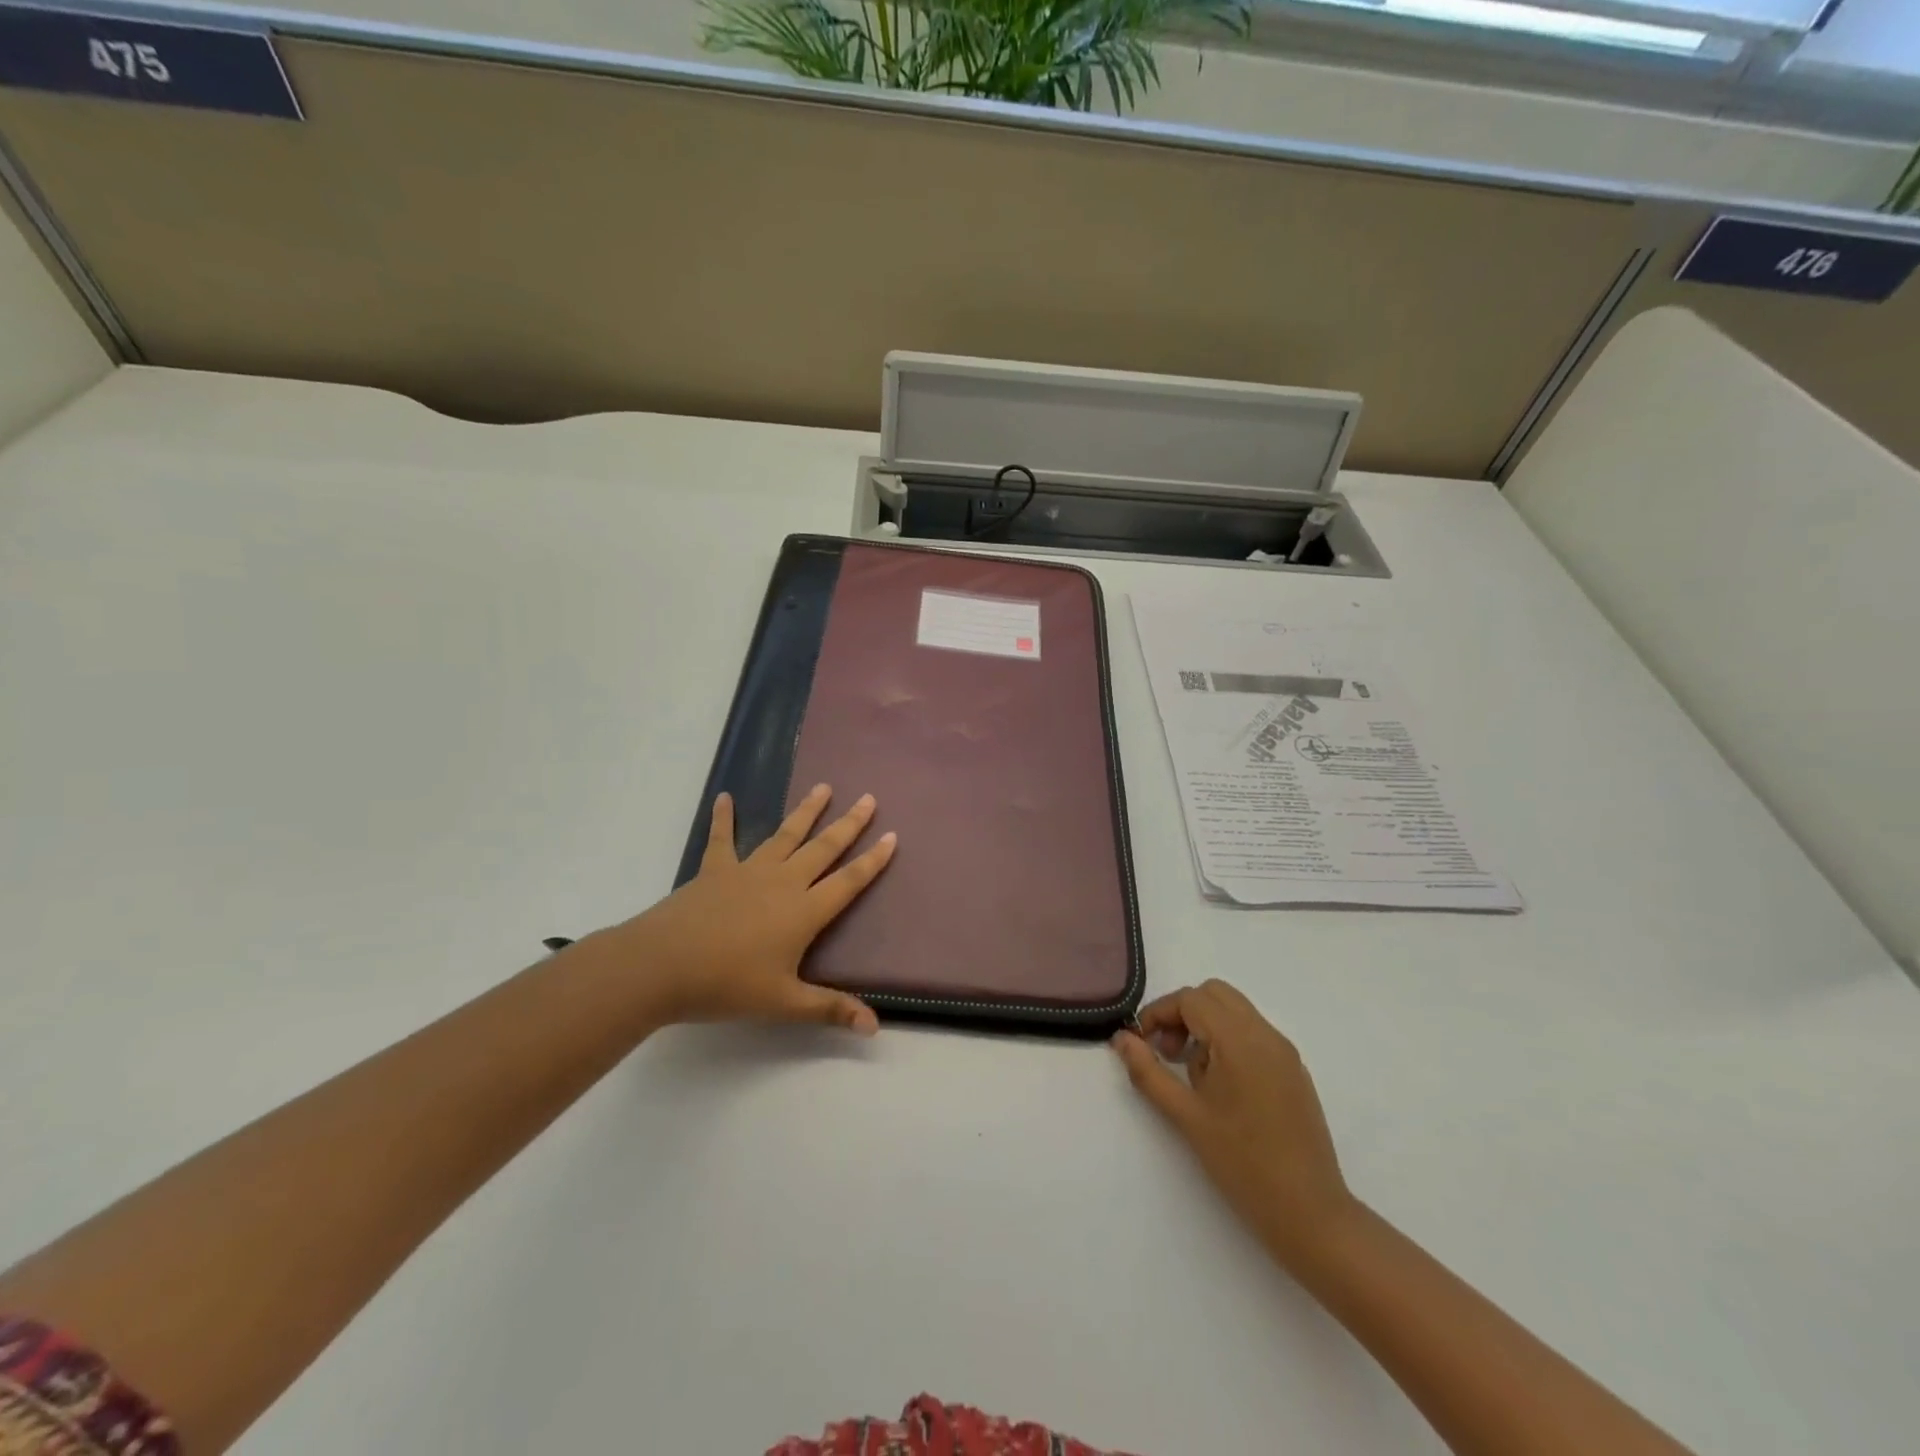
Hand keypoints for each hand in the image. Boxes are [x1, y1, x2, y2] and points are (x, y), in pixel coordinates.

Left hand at [584, 785, 896, 1032]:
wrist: (661, 966)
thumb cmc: (726, 985)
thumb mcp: (784, 1003)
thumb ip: (830, 1009)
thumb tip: (875, 1026)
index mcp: (804, 911)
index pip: (848, 881)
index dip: (873, 860)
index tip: (892, 836)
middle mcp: (783, 882)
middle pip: (824, 847)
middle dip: (849, 823)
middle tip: (868, 799)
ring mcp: (749, 870)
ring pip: (786, 834)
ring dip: (806, 810)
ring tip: (824, 787)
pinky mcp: (715, 869)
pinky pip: (723, 837)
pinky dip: (724, 817)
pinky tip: (726, 797)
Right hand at [1113, 980, 1355, 1266]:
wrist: (1310, 1214)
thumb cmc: (1242, 1163)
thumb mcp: (1185, 1116)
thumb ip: (1148, 1072)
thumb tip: (1121, 1039)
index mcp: (1240, 1040)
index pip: (1191, 1000)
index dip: (1159, 1013)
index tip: (1142, 1043)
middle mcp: (1266, 1035)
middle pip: (1215, 995)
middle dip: (1183, 1013)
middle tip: (1167, 1053)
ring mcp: (1285, 1052)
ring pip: (1235, 1011)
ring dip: (1205, 1026)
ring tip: (1192, 1075)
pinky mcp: (1295, 1071)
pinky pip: (1254, 1034)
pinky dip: (1228, 1041)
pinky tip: (1221, 1088)